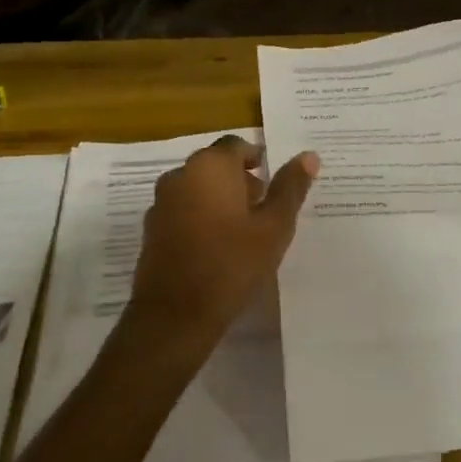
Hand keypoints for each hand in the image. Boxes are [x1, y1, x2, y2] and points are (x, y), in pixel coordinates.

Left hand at [126, 136, 318, 347]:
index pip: (237, 146)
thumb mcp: (274, 227)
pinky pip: (182, 212)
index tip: (274, 182)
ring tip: (245, 231)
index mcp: (210, 167)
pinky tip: (218, 247)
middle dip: (241, 180)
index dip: (257, 159)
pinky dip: (201, 218)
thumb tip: (309, 155)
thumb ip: (290, 188)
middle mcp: (180, 176)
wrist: (175, 315)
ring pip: (197, 189)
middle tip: (266, 208)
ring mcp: (161, 203)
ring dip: (220, 200)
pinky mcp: (151, 230)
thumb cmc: (232, 264)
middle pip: (215, 165)